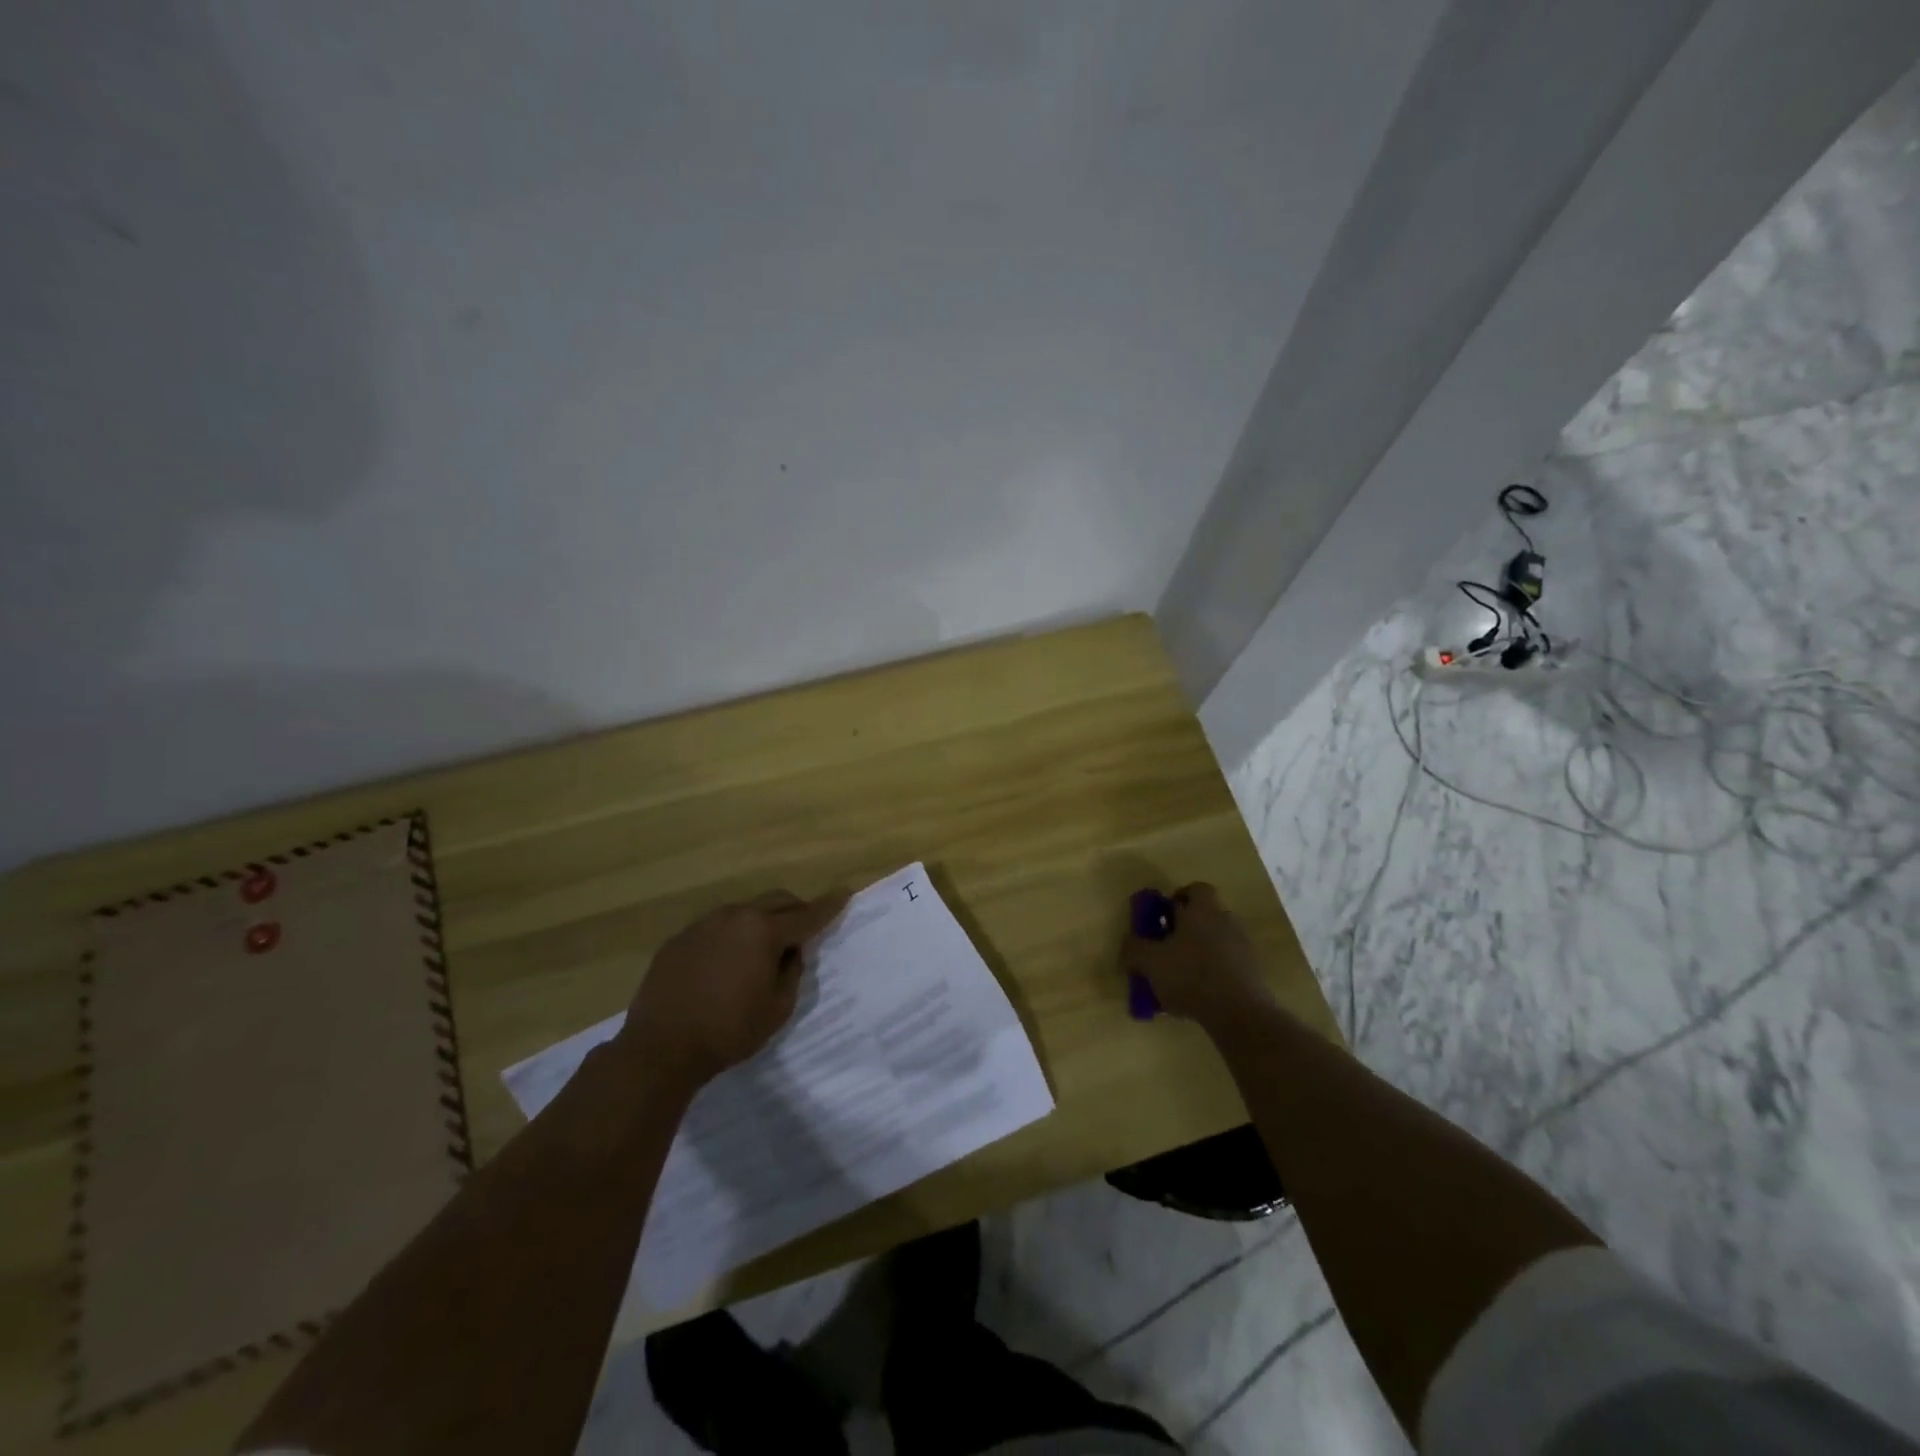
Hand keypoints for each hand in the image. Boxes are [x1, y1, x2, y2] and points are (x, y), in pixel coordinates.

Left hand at [620, 889, 850, 1088]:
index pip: (807, 915)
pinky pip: (717, 927)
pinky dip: (733, 935)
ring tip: (766, 947)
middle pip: (776, 901)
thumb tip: (791, 952)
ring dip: (763, 921)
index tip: (845, 893)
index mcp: (763, 931)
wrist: (659, 1048)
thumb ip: (792, 972)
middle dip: (797, 909)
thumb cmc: (728, 1031)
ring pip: (745, 911)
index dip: (829, 905)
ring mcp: (703, 924)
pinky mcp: (680, 939)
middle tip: (808, 926)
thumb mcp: (777, 1008)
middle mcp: (735, 916)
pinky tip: (728, 962)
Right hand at [1119, 882, 1274, 1030]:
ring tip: (1176, 977)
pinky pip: (1225, 965)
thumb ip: (1134, 949)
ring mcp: (1243, 948)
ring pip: (1214, 942)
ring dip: (1197, 953)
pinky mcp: (1252, 974)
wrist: (1241, 1014)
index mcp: (1203, 910)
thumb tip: (1128, 944)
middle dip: (1184, 930)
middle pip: (1204, 917)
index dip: (1178, 897)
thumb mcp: (1150, 961)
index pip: (1196, 889)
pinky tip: (1195, 996)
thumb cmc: (1191, 975)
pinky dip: (1210, 974)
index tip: (1163, 915)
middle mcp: (1226, 922)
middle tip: (1164, 948)